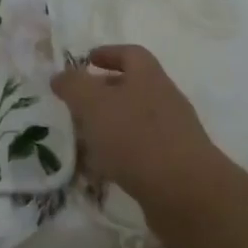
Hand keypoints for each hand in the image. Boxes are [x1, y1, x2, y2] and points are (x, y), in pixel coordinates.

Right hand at [51, 44, 236, 237]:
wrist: (187, 194)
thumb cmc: (136, 137)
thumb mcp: (93, 103)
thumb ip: (73, 85)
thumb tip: (60, 76)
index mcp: (149, 78)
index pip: (130, 54)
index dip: (108, 53)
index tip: (86, 61)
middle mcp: (164, 100)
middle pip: (133, 87)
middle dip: (103, 93)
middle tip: (76, 103)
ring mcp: (173, 134)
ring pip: (134, 121)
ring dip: (109, 126)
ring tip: (82, 139)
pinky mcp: (174, 166)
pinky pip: (140, 152)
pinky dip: (119, 155)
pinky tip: (100, 171)